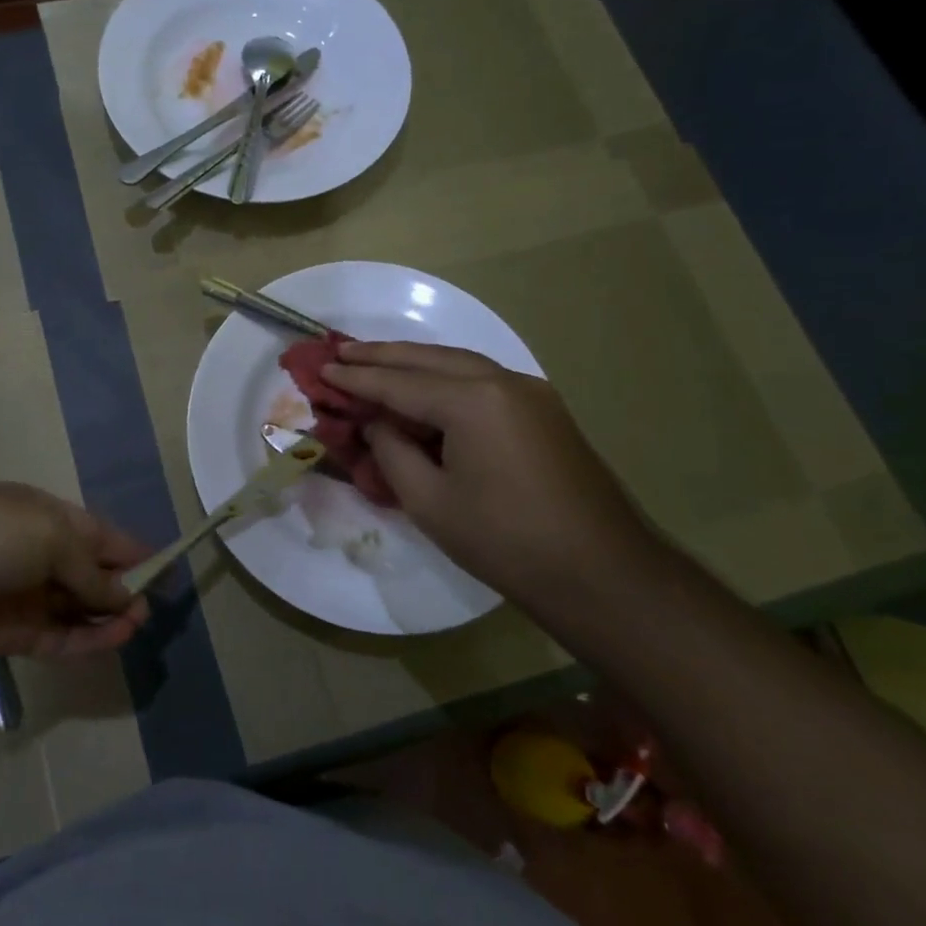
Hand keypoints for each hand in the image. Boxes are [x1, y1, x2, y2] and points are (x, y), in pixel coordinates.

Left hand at [0, 482, 150, 660]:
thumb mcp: (50, 535)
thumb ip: (90, 570)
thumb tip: (123, 596)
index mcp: (47, 516)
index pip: (99, 534)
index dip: (132, 550)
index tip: (165, 568)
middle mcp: (38, 554)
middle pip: (90, 573)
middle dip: (121, 587)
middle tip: (149, 606)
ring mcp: (24, 596)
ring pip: (76, 609)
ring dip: (108, 616)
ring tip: (137, 624)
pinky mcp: (10, 635)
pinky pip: (58, 637)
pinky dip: (87, 639)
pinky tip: (115, 639)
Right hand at [321, 342, 661, 594]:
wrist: (602, 574)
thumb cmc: (505, 541)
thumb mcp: (430, 500)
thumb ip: (393, 451)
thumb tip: (377, 423)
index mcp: (472, 400)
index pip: (399, 382)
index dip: (357, 378)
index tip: (322, 368)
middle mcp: (503, 381)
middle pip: (429, 358)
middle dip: (382, 355)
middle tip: (341, 352)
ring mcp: (530, 392)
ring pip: (458, 362)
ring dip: (414, 361)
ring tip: (374, 361)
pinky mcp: (543, 411)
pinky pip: (482, 380)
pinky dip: (445, 378)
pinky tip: (425, 388)